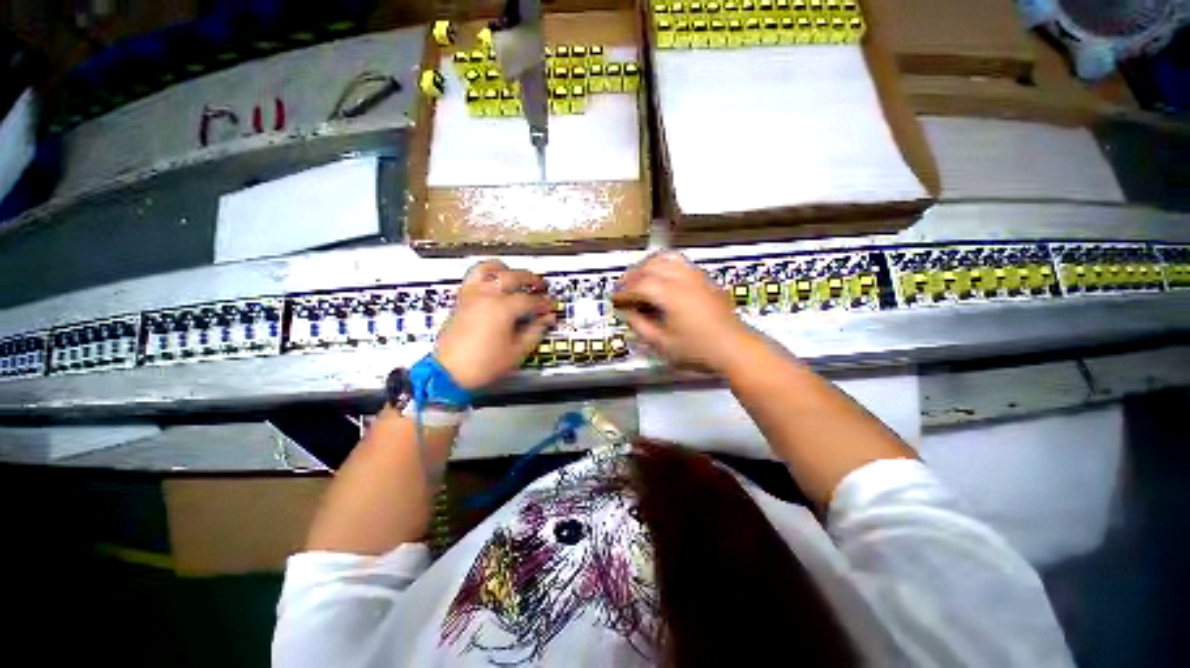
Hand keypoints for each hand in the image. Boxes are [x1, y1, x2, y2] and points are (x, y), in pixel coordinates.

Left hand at [435, 260, 555, 389]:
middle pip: (515, 276)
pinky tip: (492, 281)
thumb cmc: (480, 365)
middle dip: (532, 280)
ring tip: (515, 276)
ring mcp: (472, 294)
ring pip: (491, 268)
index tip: (551, 307)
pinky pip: (474, 276)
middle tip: (541, 288)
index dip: (544, 303)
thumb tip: (545, 321)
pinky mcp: (462, 298)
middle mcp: (487, 295)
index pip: (531, 299)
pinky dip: (486, 273)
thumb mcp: (515, 353)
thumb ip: (534, 332)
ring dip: (507, 269)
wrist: (450, 372)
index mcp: (503, 308)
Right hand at [612, 251, 753, 372]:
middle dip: (632, 276)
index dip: (623, 291)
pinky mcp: (706, 279)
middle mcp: (682, 278)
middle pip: (650, 266)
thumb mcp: (663, 345)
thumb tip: (628, 313)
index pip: (639, 285)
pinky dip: (665, 266)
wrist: (735, 348)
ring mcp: (696, 276)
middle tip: (623, 289)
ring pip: (666, 259)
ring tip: (640, 279)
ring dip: (648, 266)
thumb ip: (641, 326)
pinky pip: (680, 263)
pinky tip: (662, 279)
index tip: (614, 300)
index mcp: (670, 295)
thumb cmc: (699, 350)